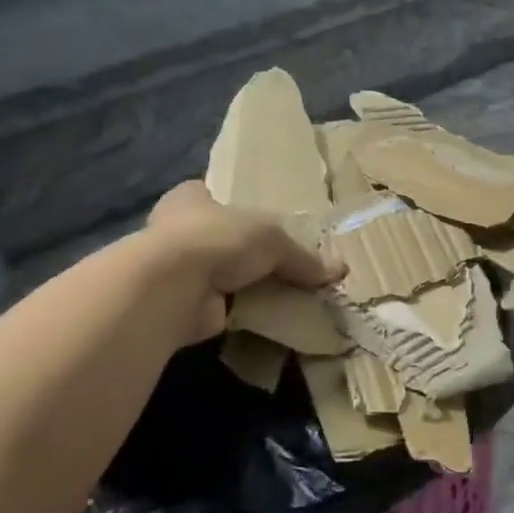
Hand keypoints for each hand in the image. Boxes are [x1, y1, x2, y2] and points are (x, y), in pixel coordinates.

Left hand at [145, 181, 340, 344]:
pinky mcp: (186, 305)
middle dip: (250, 252)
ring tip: (289, 293)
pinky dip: (246, 312)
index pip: (217, 196)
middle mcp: (178, 230)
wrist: (174, 287)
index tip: (271, 221)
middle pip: (224, 238)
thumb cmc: (217, 239)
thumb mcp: (272, 237)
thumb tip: (338, 272)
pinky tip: (274, 317)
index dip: (242, 207)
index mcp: (191, 197)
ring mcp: (179, 270)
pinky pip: (226, 306)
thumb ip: (302, 256)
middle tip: (288, 263)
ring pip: (224, 275)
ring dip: (249, 285)